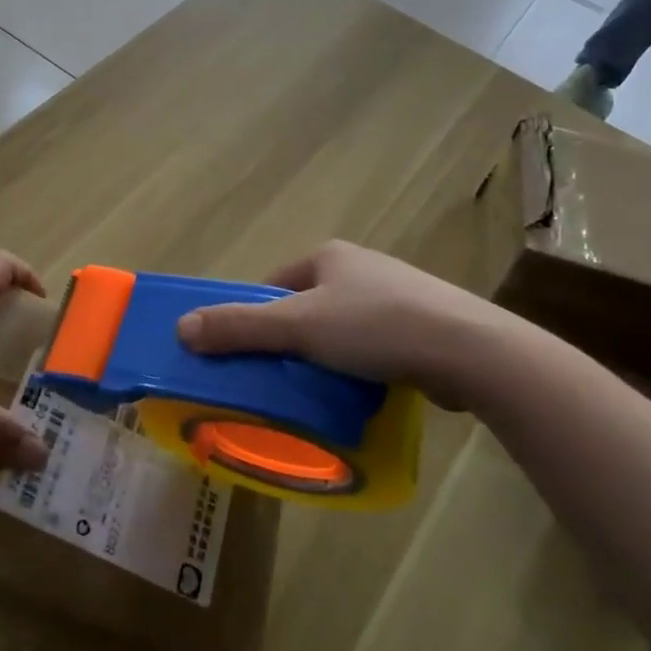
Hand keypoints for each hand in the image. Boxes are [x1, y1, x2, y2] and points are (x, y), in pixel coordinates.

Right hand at [177, 241, 537, 410]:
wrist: (469, 350)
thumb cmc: (375, 326)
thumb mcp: (298, 326)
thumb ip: (240, 327)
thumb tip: (181, 328)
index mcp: (330, 255)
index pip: (275, 283)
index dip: (256, 317)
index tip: (246, 355)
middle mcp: (361, 268)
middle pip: (306, 307)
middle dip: (291, 341)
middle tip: (278, 379)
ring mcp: (396, 295)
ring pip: (341, 328)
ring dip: (325, 358)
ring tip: (317, 392)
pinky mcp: (422, 326)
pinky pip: (374, 346)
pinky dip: (360, 368)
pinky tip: (360, 395)